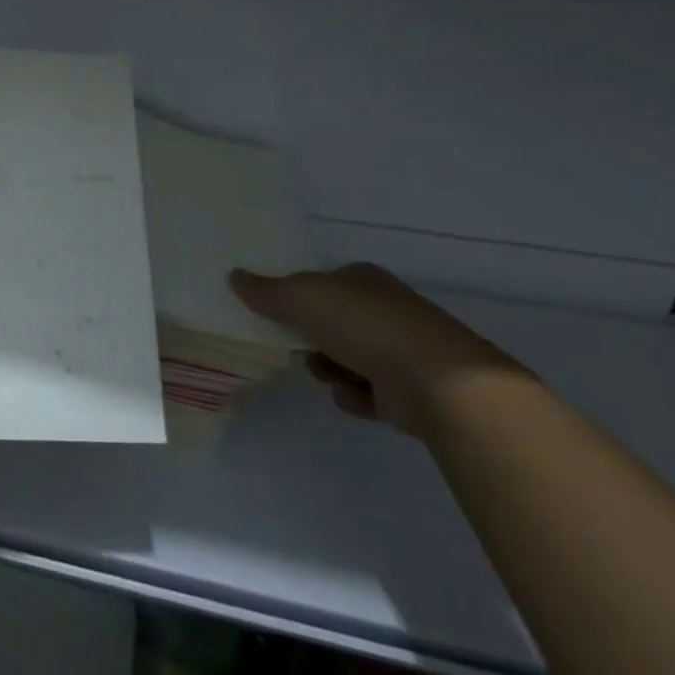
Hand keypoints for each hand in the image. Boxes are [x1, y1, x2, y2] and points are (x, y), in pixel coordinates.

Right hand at [230, 262, 524, 440]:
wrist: (440, 382)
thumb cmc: (365, 325)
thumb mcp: (302, 298)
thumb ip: (266, 291)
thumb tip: (233, 276)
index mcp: (362, 279)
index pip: (320, 283)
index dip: (296, 299)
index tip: (275, 317)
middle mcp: (384, 309)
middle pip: (331, 323)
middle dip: (311, 341)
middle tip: (298, 349)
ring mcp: (401, 349)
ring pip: (346, 358)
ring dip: (331, 371)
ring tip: (332, 377)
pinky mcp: (412, 389)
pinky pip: (368, 392)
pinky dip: (357, 396)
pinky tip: (358, 397)